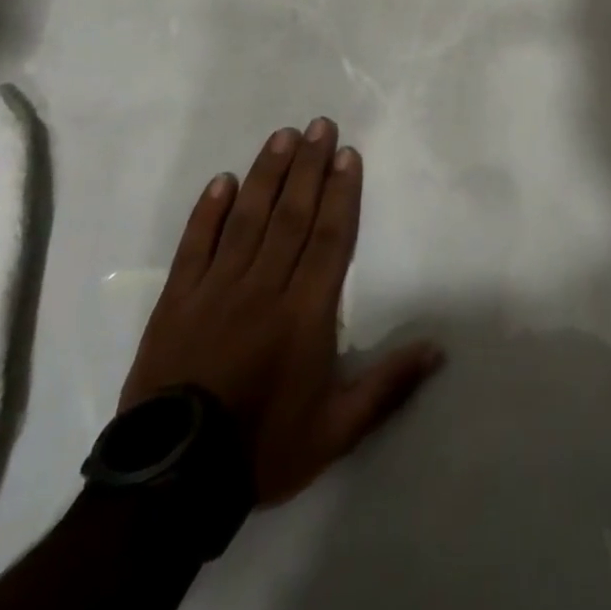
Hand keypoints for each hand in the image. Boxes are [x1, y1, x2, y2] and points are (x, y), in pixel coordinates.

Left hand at [121, 118, 443, 505]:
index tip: (346, 154)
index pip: (329, 237)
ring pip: (247, 219)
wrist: (171, 486)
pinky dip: (208, 211)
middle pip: (291, 215)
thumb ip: (388, 385)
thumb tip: (439, 350)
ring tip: (282, 136)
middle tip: (319, 124)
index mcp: (305, 313)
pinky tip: (222, 181)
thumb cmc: (263, 449)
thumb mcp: (337, 430)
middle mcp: (264, 288)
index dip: (340, 192)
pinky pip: (194, 246)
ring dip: (267, 174)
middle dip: (308, 166)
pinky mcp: (177, 301)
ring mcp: (216, 291)